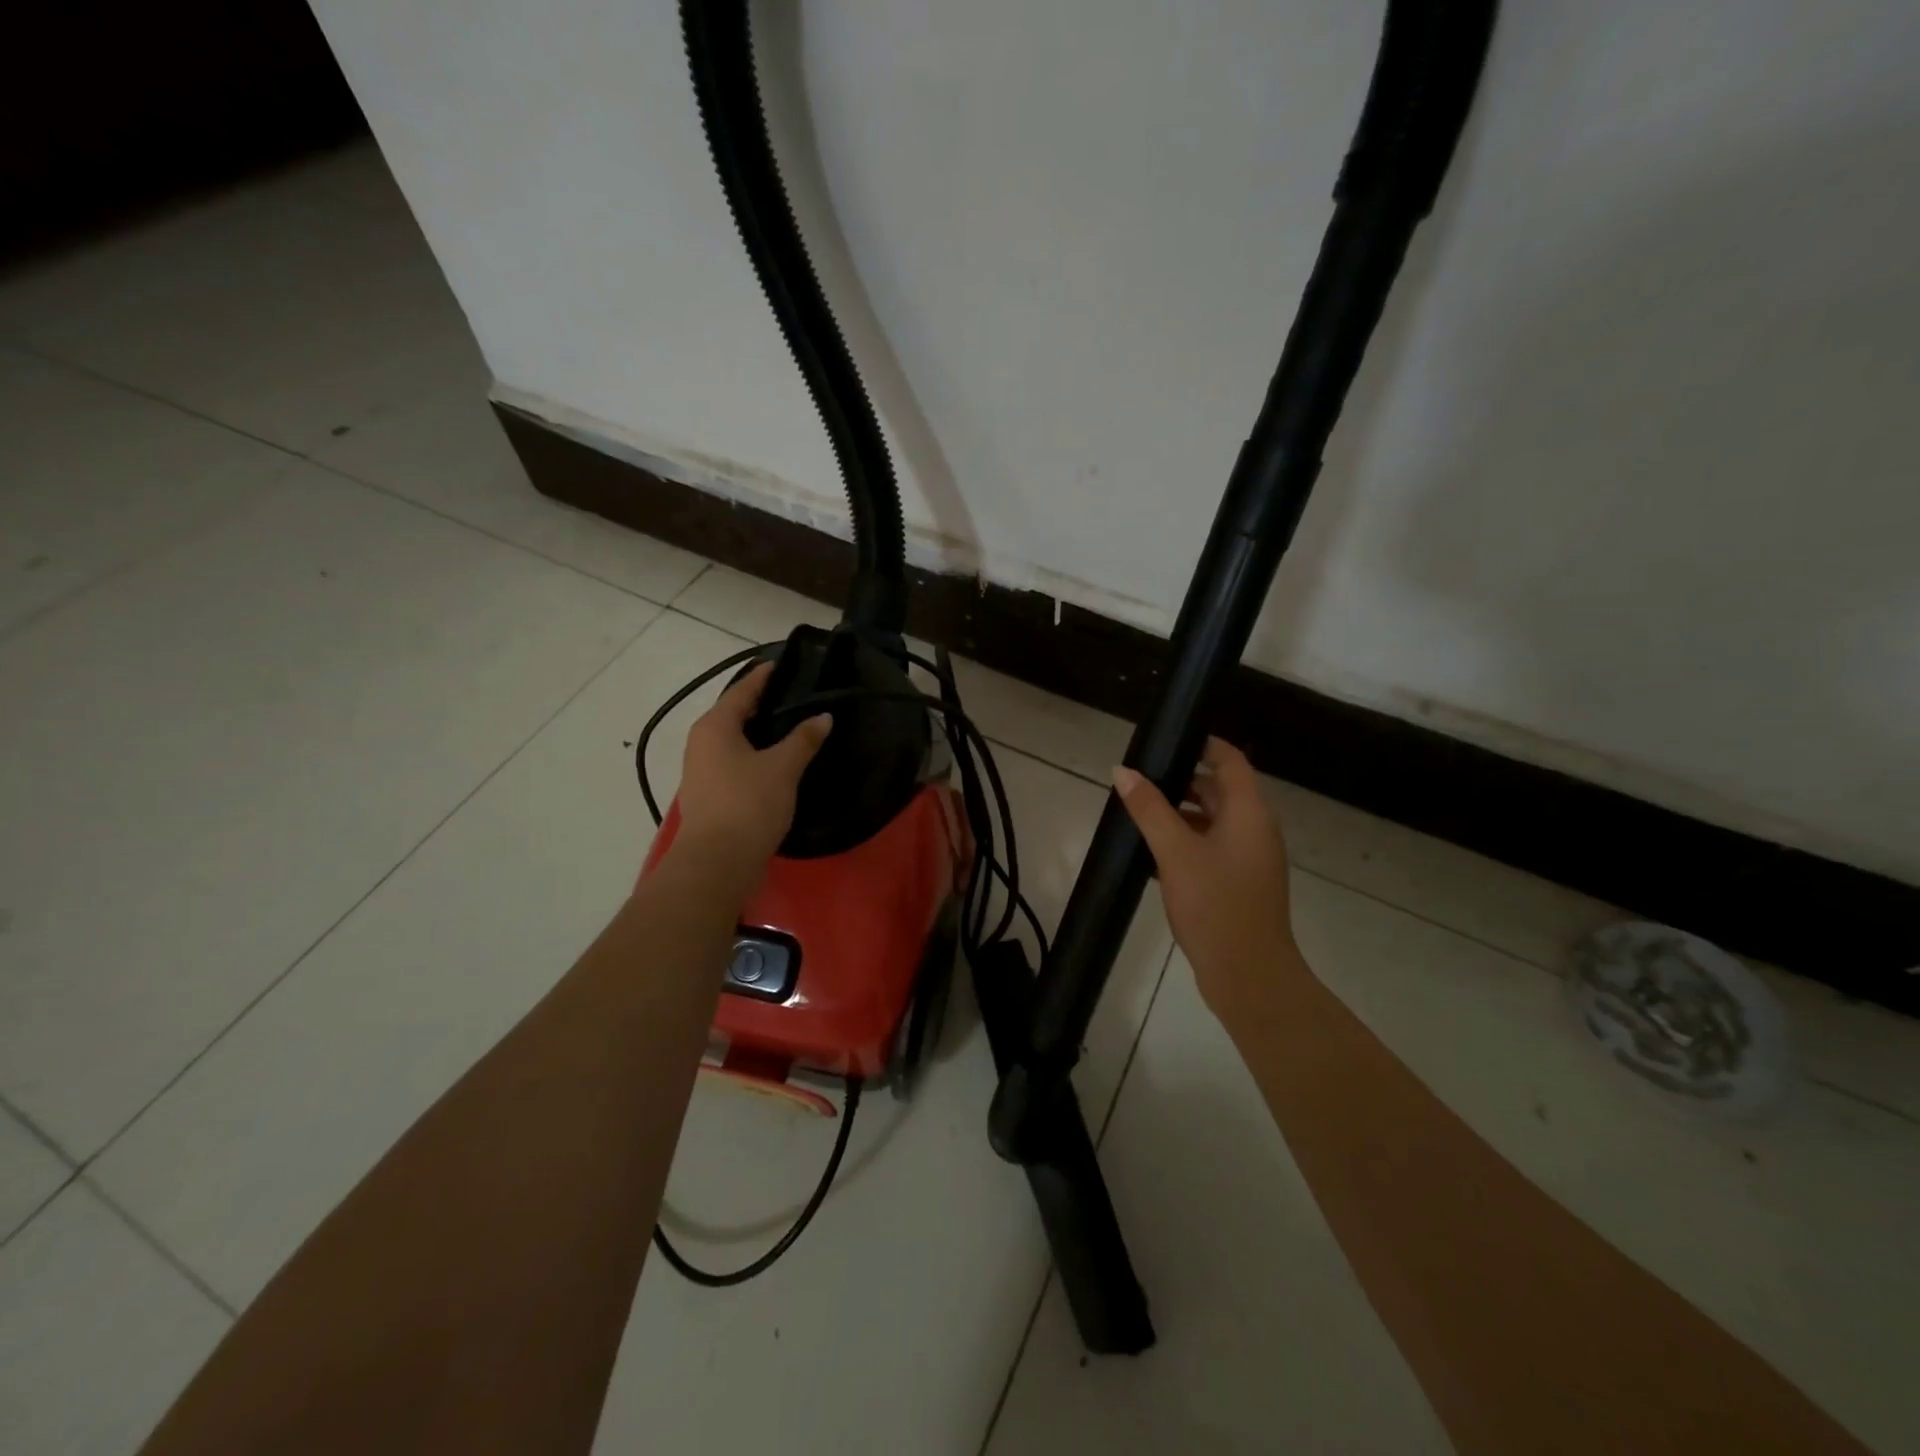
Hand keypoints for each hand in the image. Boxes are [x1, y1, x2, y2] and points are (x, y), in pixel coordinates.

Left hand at [673, 661, 830, 881]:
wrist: (718, 862)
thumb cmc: (749, 804)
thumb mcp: (783, 767)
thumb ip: (804, 738)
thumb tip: (824, 716)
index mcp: (715, 726)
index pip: (742, 689)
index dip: (764, 676)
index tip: (785, 664)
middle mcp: (702, 742)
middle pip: (735, 713)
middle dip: (764, 705)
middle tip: (797, 697)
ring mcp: (701, 770)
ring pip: (735, 740)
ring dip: (760, 733)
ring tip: (793, 727)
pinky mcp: (709, 794)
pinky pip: (734, 762)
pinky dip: (755, 755)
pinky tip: (778, 762)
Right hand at [1112, 737, 1297, 1018]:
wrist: (1248, 975)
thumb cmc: (1215, 904)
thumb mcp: (1175, 851)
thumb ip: (1149, 809)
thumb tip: (1124, 771)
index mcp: (1250, 813)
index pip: (1230, 760)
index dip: (1202, 744)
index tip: (1165, 740)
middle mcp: (1255, 830)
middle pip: (1219, 790)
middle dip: (1181, 781)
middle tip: (1139, 779)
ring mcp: (1249, 859)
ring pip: (1212, 821)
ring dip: (1179, 814)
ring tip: (1138, 814)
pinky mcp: (1238, 884)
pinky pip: (1211, 848)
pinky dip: (1185, 842)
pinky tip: (1152, 853)